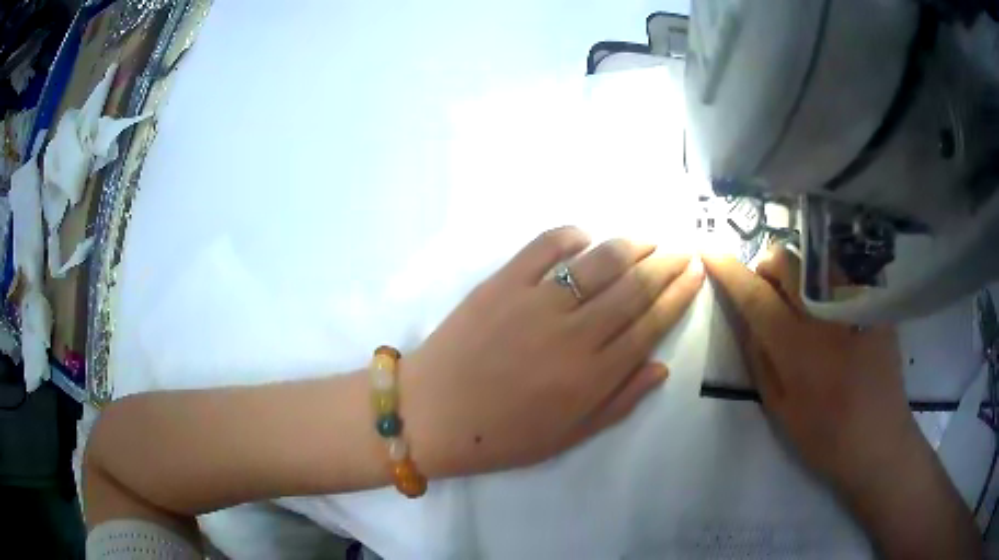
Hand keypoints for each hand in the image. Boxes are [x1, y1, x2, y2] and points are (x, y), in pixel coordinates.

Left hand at [403, 227, 703, 476]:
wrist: (431, 415)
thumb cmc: (501, 436)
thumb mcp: (568, 436)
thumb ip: (619, 401)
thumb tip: (661, 366)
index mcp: (592, 375)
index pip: (651, 324)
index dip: (678, 295)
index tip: (695, 274)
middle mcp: (573, 333)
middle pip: (634, 286)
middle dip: (667, 263)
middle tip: (683, 249)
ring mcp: (535, 301)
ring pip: (599, 261)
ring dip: (631, 244)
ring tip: (649, 239)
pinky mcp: (501, 282)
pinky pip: (544, 246)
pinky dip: (571, 235)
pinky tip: (586, 237)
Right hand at [703, 248, 981, 557]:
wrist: (879, 440)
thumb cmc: (825, 437)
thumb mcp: (780, 409)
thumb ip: (760, 359)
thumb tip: (746, 319)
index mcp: (798, 348)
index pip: (756, 296)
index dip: (729, 270)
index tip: (709, 250)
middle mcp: (826, 316)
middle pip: (787, 260)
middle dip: (767, 266)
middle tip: (766, 295)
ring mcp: (854, 306)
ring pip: (814, 261)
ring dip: (795, 273)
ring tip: (801, 308)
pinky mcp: (874, 306)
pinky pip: (840, 276)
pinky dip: (823, 285)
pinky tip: (831, 318)